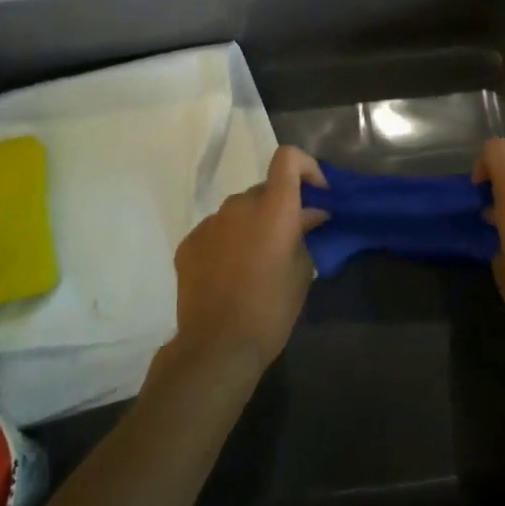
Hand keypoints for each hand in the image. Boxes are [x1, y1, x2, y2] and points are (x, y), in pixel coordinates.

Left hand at [169, 145, 327, 371]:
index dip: (305, 167)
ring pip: (238, 211)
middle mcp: (240, 204)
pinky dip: (227, 242)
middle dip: (279, 207)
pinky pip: (216, 231)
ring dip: (252, 225)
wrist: (216, 347)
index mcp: (273, 207)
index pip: (288, 158)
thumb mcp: (302, 272)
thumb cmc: (270, 310)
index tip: (316, 193)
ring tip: (256, 261)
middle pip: (264, 190)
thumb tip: (310, 215)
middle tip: (288, 239)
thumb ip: (305, 234)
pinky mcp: (189, 243)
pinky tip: (229, 274)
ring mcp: (210, 222)